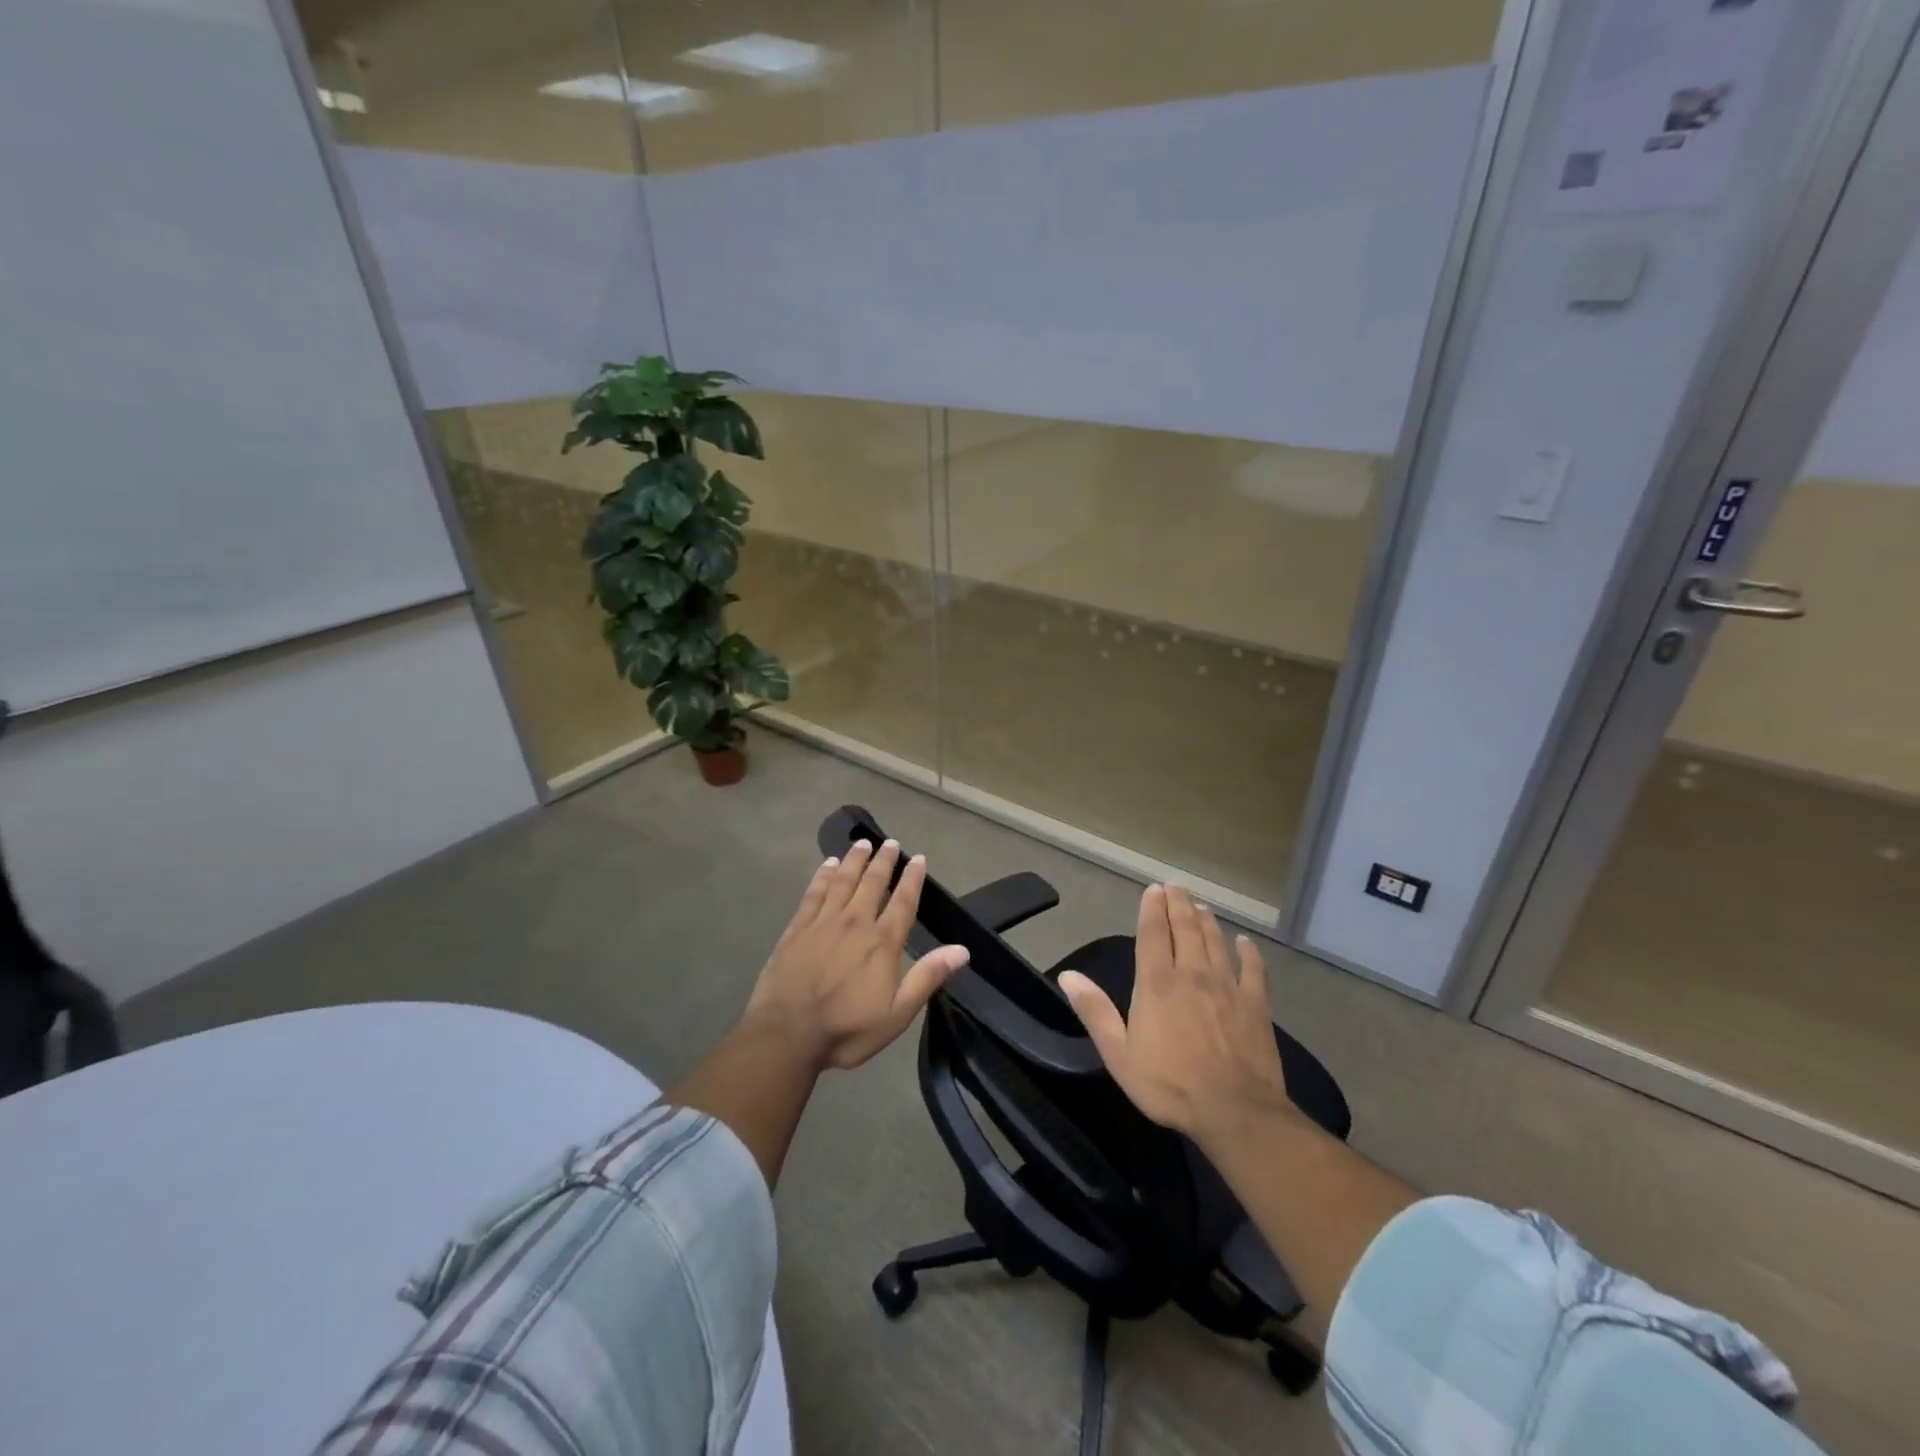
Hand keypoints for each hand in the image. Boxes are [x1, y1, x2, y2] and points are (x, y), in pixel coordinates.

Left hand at [744, 838, 969, 1071]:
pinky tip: (827, 865)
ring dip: (854, 860)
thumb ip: (927, 977)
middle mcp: (855, 923)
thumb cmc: (846, 1029)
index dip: (912, 879)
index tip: (918, 858)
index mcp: (882, 942)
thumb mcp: (897, 1014)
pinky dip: (823, 876)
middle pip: (872, 883)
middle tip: (890, 843)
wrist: (786, 1034)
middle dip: (883, 861)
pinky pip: (814, 893)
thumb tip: (962, 949)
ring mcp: (823, 922)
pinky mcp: (797, 928)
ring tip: (862, 844)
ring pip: (843, 881)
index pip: (902, 902)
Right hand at [1058, 884, 1295, 1149]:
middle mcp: (1192, 974)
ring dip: (1207, 922)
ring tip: (1202, 907)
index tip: (1153, 889)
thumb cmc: (1169, 1084)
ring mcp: (1228, 987)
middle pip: (1186, 929)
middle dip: (1179, 905)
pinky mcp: (1256, 1005)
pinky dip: (1249, 953)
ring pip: (1216, 943)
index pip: (1153, 933)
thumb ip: (1095, 1011)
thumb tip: (1068, 976)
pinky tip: (1245, 943)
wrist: (1235, 1111)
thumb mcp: (1119, 1053)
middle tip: (1176, 886)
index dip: (1152, 909)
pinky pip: (1253, 970)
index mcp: (1157, 983)